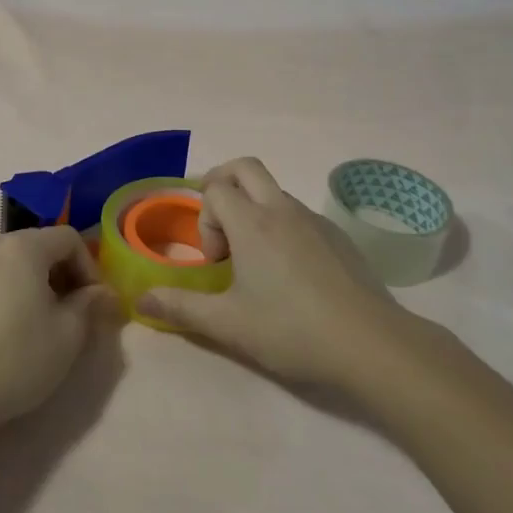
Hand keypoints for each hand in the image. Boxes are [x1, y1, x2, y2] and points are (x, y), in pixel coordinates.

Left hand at [0, 227, 116, 438]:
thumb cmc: (16, 359)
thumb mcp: (67, 336)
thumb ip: (89, 305)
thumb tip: (100, 292)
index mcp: (22, 247)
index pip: (68, 238)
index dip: (88, 267)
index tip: (92, 303)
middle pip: (37, 246)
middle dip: (60, 274)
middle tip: (70, 313)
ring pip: (9, 263)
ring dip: (31, 284)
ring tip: (36, 323)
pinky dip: (2, 293)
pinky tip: (1, 331)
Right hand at [135, 158, 424, 390]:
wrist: (372, 345)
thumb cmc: (292, 330)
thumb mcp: (228, 324)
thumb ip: (180, 307)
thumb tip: (140, 298)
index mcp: (252, 223)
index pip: (215, 188)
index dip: (204, 217)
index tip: (214, 261)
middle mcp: (282, 209)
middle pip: (245, 167)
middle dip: (222, 183)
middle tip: (219, 225)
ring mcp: (315, 220)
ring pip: (274, 191)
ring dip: (254, 209)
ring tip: (254, 260)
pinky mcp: (339, 237)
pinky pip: (299, 214)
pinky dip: (282, 225)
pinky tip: (291, 274)